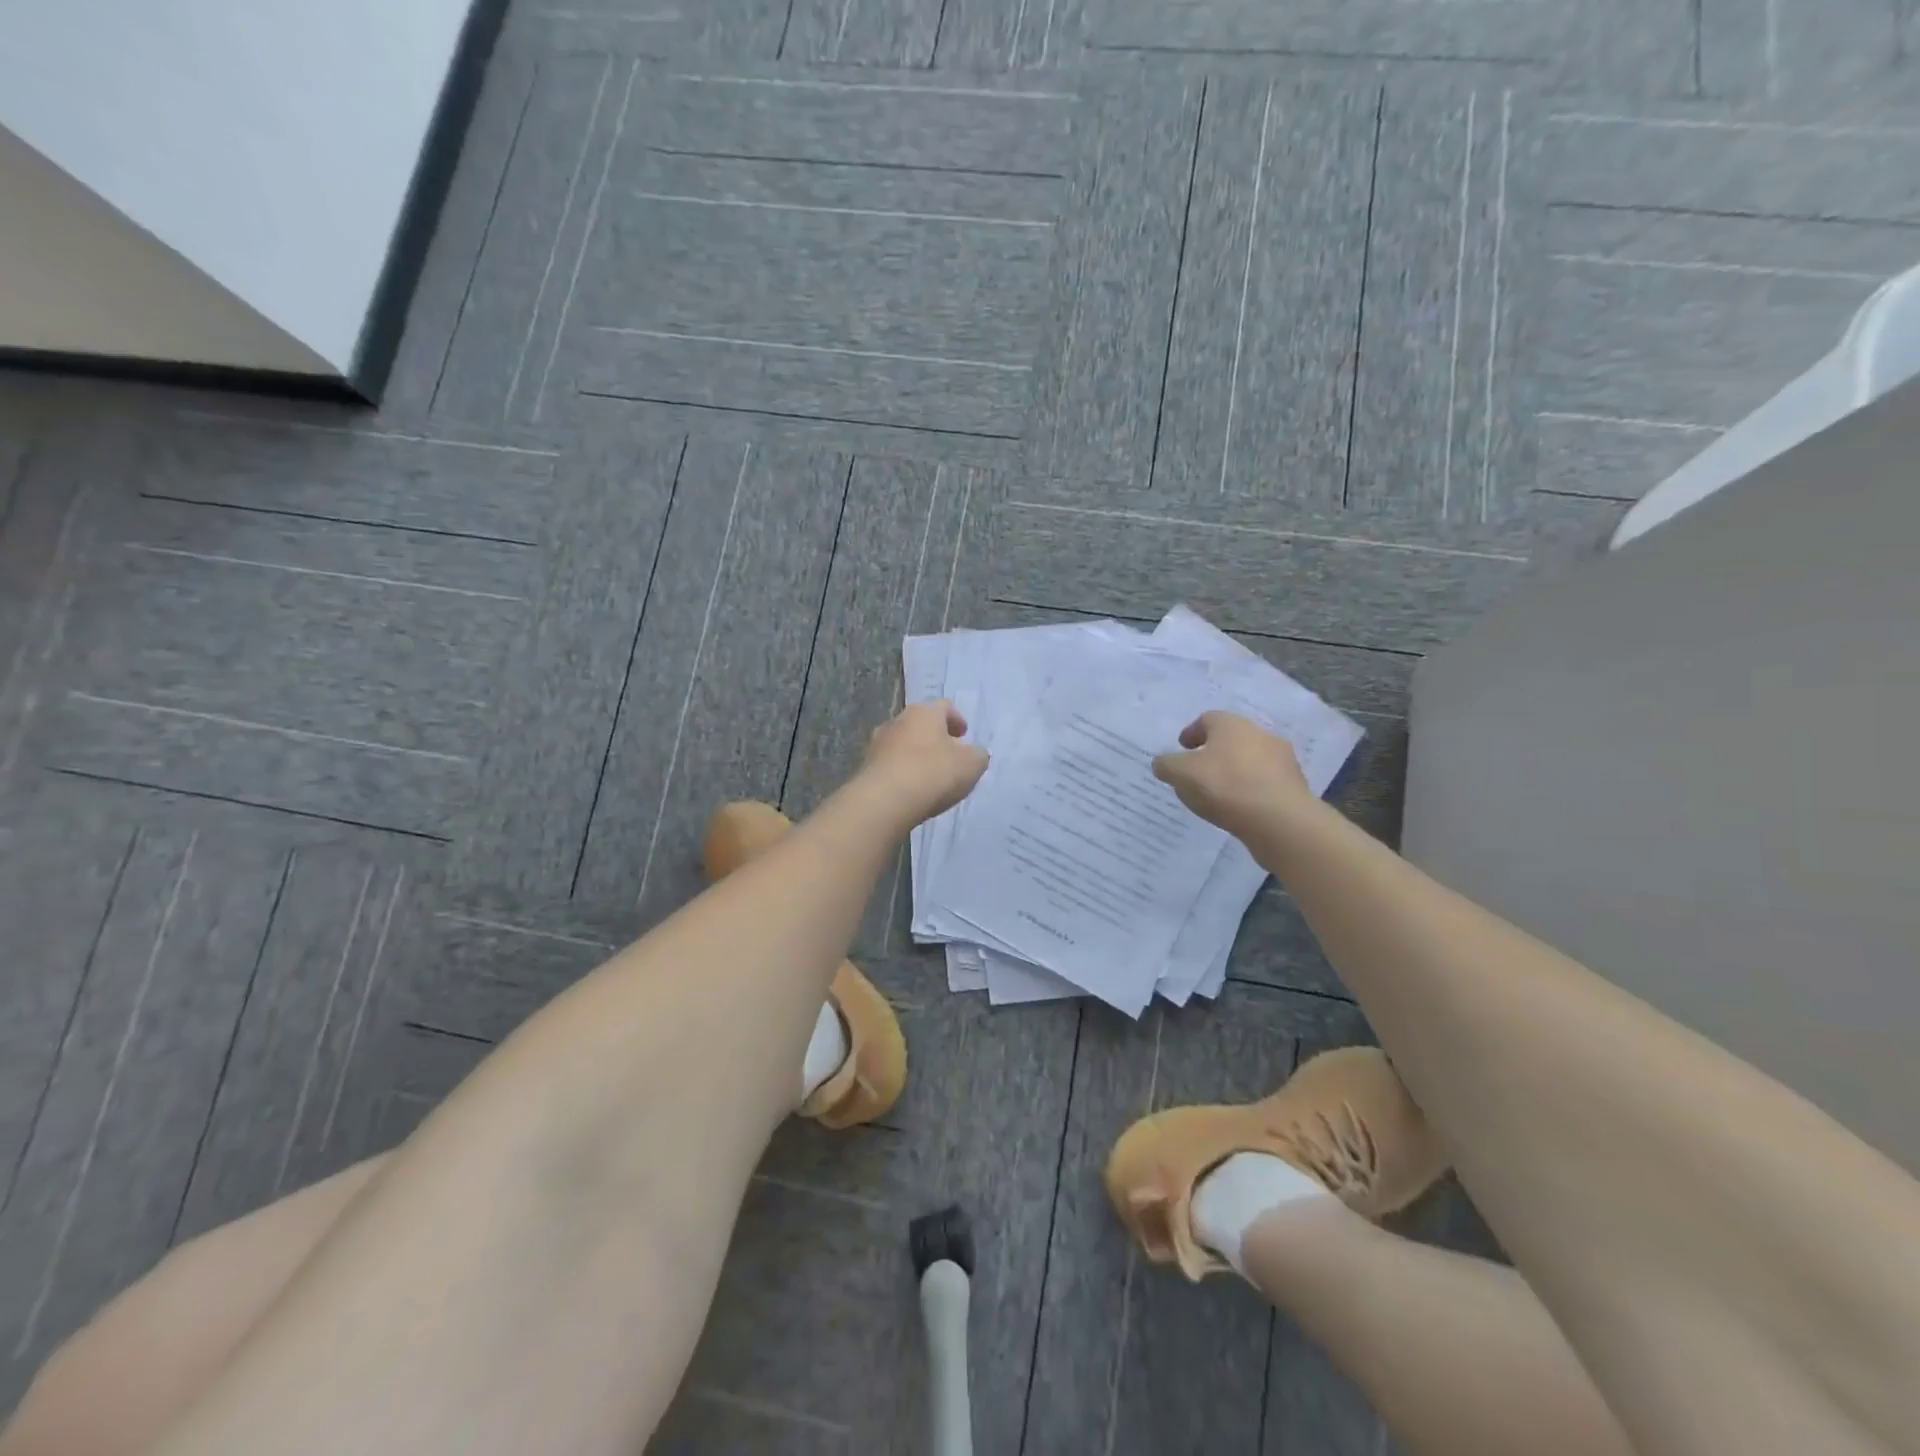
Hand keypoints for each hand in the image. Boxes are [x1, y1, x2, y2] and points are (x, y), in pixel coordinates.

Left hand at [862, 700, 989, 823]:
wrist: (884, 801)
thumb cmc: (933, 773)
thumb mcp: (972, 764)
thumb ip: (978, 755)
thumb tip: (974, 753)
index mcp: (924, 712)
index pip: (944, 706)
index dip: (957, 719)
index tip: (964, 735)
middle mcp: (898, 721)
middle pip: (921, 724)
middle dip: (936, 737)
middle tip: (949, 755)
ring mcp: (877, 744)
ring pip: (903, 744)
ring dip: (917, 755)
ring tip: (930, 777)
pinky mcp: (865, 768)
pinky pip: (890, 765)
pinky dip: (902, 773)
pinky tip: (911, 791)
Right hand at [1151, 711, 1312, 837]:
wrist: (1279, 819)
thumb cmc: (1224, 786)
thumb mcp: (1180, 774)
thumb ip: (1167, 765)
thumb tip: (1163, 762)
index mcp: (1230, 724)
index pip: (1206, 719)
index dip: (1191, 733)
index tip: (1182, 749)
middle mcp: (1259, 733)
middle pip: (1231, 738)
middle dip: (1214, 752)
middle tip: (1199, 771)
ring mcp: (1282, 758)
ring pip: (1251, 759)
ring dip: (1236, 770)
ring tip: (1220, 794)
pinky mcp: (1294, 784)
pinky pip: (1265, 781)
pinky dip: (1252, 789)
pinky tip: (1241, 807)